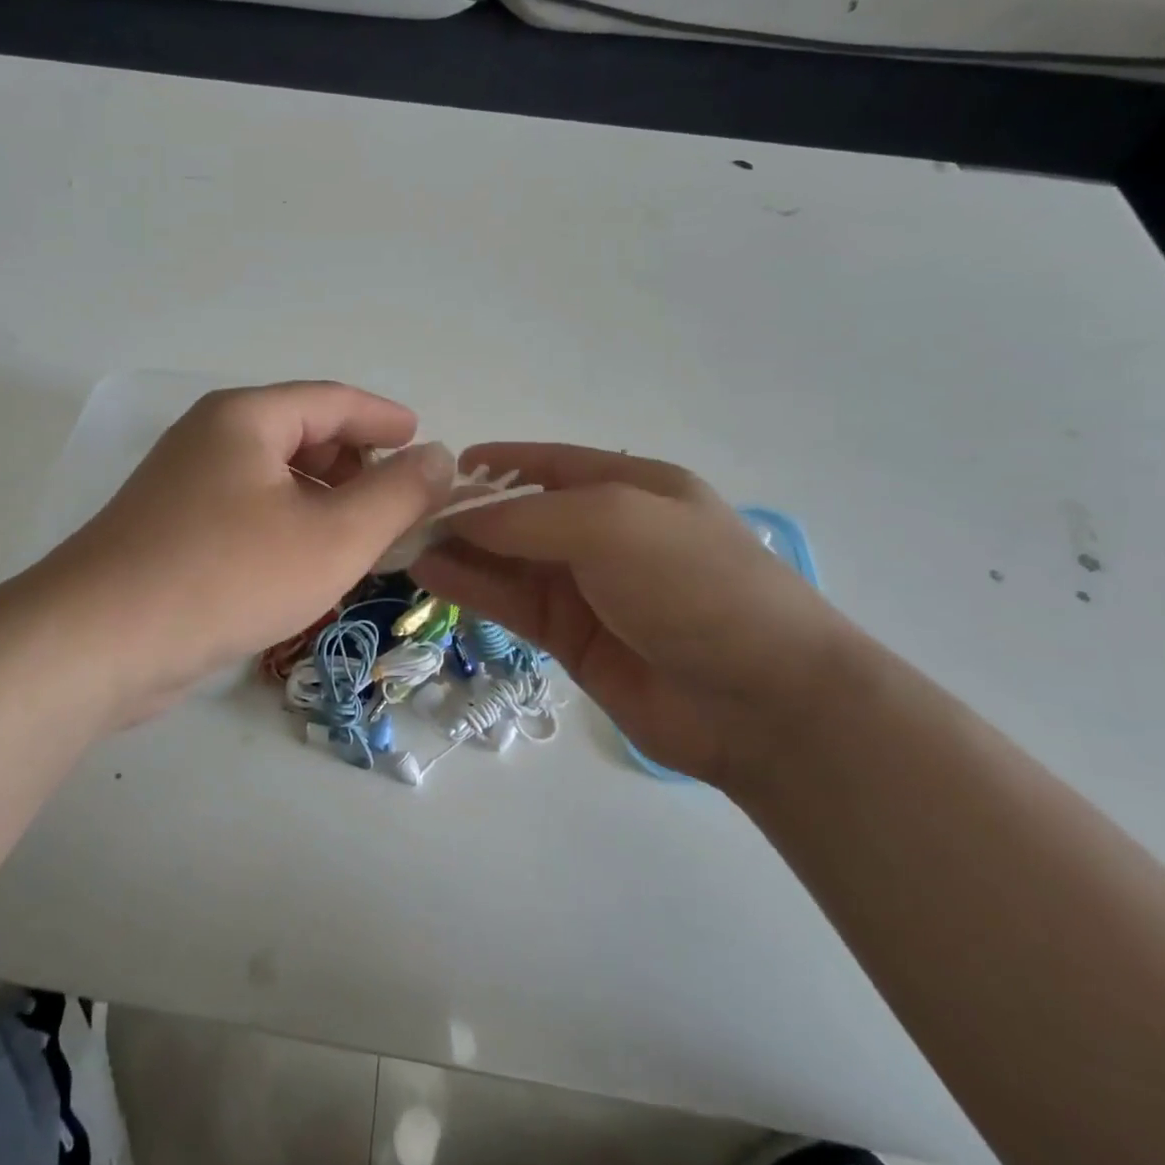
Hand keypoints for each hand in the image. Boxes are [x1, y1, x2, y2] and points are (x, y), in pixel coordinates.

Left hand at [39, 382, 453, 724]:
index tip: (423, 442)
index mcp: (245, 419)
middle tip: (397, 504)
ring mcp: (183, 485)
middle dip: (356, 465)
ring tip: (360, 540)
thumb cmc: (226, 577)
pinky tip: (305, 566)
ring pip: (274, 478)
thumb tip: (438, 457)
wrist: (97, 643)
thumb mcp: (332, 538)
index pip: (333, 400)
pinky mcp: (170, 530)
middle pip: (302, 435)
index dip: (384, 419)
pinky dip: (288, 526)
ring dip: (324, 501)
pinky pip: (248, 511)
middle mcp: (210, 438)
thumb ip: (396, 495)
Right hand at [410, 444, 868, 786]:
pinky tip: (430, 575)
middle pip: (522, 514)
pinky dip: (472, 588)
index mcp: (631, 488)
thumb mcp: (612, 524)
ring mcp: (588, 589)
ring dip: (460, 551)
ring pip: (508, 560)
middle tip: (403, 514)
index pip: (551, 465)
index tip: (440, 467)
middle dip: (466, 511)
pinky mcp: (572, 638)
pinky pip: (511, 603)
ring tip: (403, 543)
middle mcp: (606, 534)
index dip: (498, 463)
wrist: (761, 702)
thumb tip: (458, 516)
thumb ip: (528, 517)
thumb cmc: (694, 585)